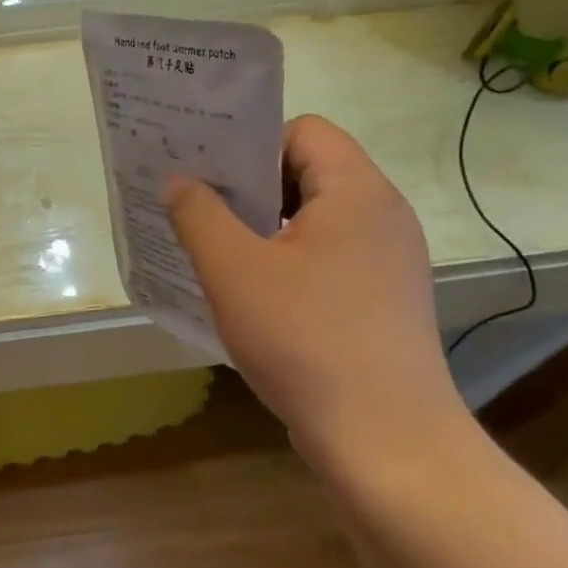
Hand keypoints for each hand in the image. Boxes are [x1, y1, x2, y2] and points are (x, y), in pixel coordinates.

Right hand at [164, 116, 464, 468]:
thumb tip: (180, 180)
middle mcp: (383, 215)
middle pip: (308, 173)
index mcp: (357, 191)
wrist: (383, 437)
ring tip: (217, 260)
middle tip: (198, 216)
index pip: (303, 130)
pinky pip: (327, 261)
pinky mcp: (382, 301)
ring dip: (263, 231)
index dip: (251, 146)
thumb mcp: (233, 270)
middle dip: (249, 190)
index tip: (208, 180)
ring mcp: (388, 262)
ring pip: (314, 222)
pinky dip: (286, 266)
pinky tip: (254, 302)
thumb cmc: (304, 339)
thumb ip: (199, 214)